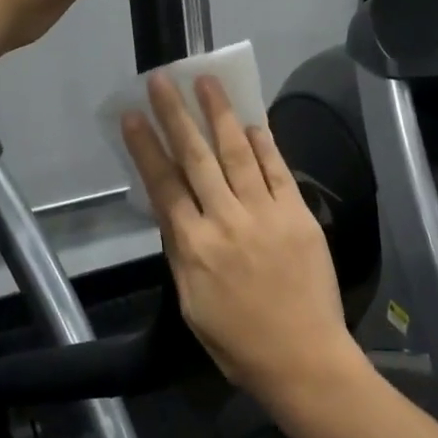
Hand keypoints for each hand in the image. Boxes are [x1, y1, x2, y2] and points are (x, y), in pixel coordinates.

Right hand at [121, 73, 367, 419]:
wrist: (303, 358)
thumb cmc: (239, 342)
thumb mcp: (191, 303)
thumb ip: (181, 252)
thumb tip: (171, 211)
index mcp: (194, 247)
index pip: (163, 185)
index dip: (146, 146)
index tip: (133, 115)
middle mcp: (226, 221)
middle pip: (197, 158)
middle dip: (176, 115)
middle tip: (163, 79)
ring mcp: (266, 214)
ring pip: (237, 153)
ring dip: (220, 114)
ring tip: (207, 81)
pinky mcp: (298, 215)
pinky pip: (278, 171)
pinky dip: (264, 144)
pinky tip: (251, 121)